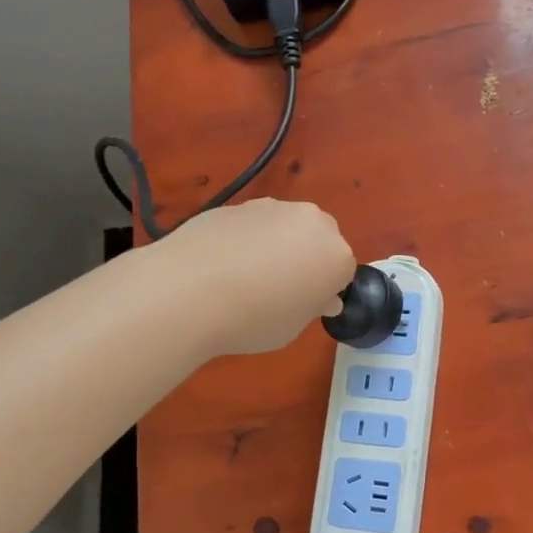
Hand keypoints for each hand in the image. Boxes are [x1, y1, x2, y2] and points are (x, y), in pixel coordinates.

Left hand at [155, 199, 355, 355]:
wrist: (189, 291)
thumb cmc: (253, 320)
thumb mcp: (292, 328)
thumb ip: (311, 306)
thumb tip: (319, 296)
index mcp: (336, 254)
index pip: (342, 271)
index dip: (324, 290)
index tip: (304, 307)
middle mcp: (311, 222)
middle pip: (319, 239)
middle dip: (307, 258)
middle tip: (279, 289)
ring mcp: (272, 207)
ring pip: (286, 227)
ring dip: (277, 245)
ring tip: (246, 276)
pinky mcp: (237, 204)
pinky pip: (254, 225)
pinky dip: (247, 239)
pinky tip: (222, 263)